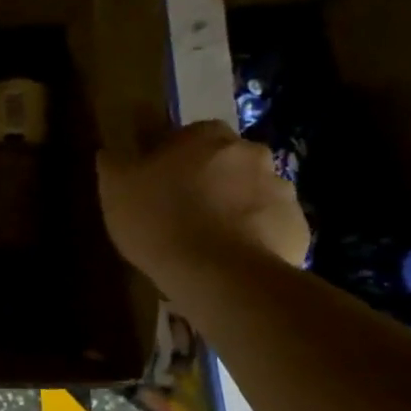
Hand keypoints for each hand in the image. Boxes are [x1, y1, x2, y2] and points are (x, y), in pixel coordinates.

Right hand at [97, 121, 308, 285]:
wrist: (220, 275)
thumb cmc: (160, 220)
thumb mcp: (115, 189)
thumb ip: (114, 163)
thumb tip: (112, 152)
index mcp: (207, 135)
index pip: (188, 136)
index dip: (170, 159)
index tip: (156, 184)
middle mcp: (251, 153)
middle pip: (224, 162)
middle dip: (208, 181)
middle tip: (182, 212)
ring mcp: (281, 190)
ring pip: (250, 194)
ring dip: (233, 208)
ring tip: (206, 242)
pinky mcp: (298, 228)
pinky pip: (269, 227)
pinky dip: (253, 237)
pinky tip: (228, 259)